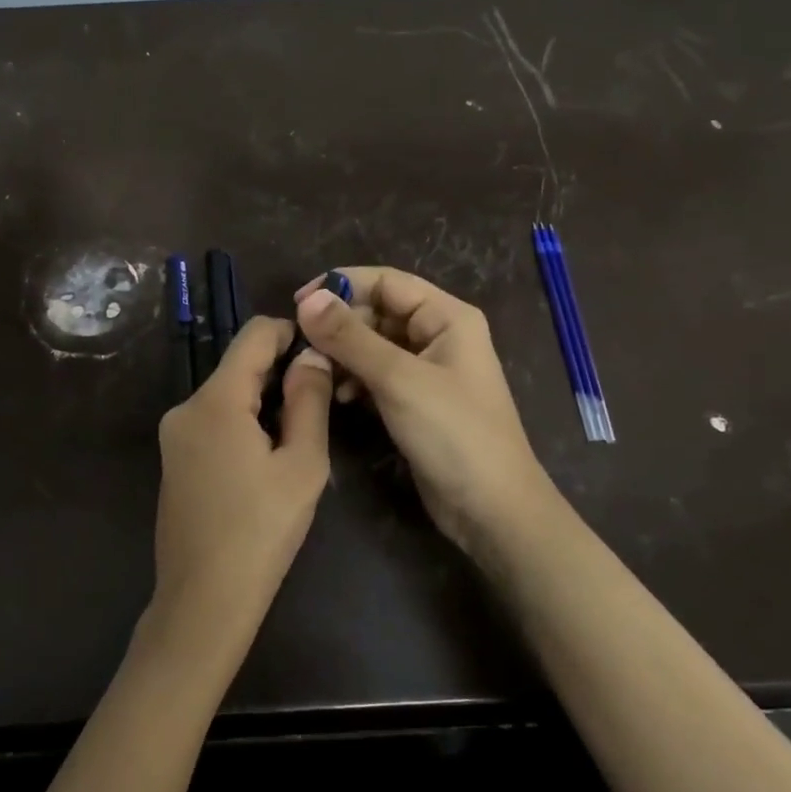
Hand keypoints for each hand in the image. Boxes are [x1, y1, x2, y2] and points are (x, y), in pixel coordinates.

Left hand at [152, 317, 332, 638]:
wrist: (203, 602)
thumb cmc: (262, 531)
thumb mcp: (302, 464)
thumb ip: (308, 400)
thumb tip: (311, 354)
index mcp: (214, 400)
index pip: (253, 335)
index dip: (291, 333)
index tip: (323, 352)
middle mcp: (185, 407)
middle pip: (238, 366)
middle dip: (280, 372)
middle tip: (322, 400)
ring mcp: (173, 435)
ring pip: (226, 395)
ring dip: (263, 401)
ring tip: (299, 434)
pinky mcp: (173, 459)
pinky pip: (212, 421)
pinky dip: (242, 422)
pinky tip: (266, 458)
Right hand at [295, 267, 552, 552]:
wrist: (492, 509)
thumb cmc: (453, 433)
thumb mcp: (398, 379)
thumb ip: (351, 337)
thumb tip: (307, 299)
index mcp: (447, 317)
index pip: (386, 282)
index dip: (342, 285)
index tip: (298, 303)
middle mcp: (439, 335)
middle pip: (378, 312)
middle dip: (340, 325)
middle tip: (302, 345)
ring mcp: (428, 370)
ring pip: (374, 345)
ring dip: (344, 354)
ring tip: (316, 372)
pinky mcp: (416, 401)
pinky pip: (377, 375)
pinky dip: (356, 380)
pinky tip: (340, 397)